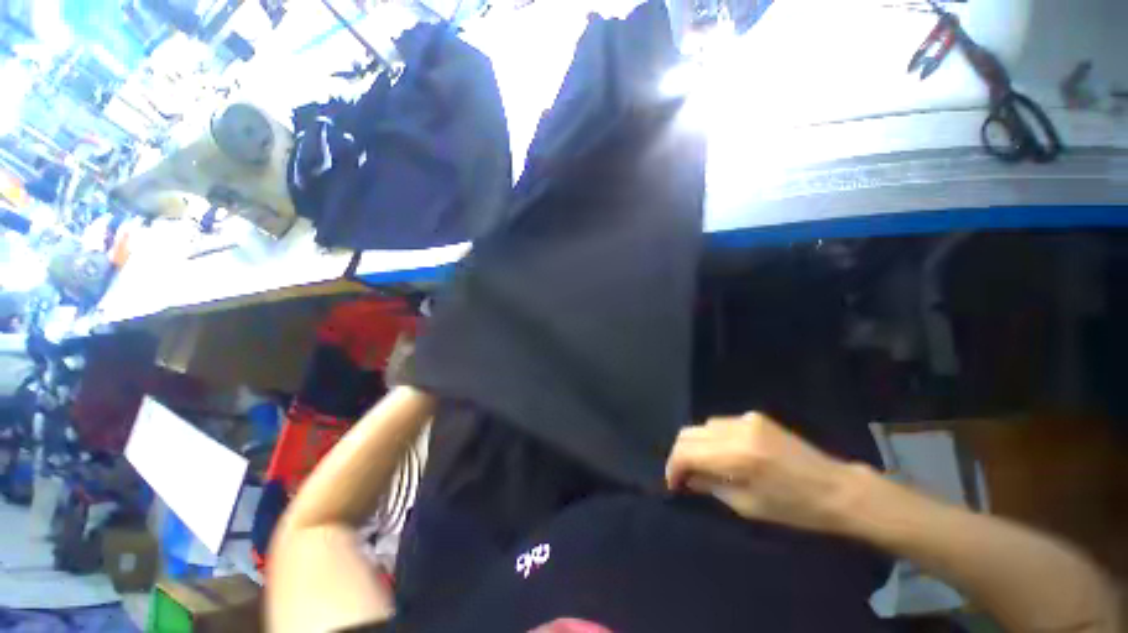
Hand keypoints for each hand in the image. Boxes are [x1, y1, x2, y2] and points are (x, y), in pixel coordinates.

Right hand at [665, 413, 858, 533]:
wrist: (836, 488)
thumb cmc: (795, 507)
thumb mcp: (748, 505)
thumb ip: (710, 485)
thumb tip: (686, 478)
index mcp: (737, 456)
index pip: (686, 452)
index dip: (673, 467)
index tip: (673, 484)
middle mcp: (736, 430)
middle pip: (689, 433)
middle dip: (680, 455)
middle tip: (683, 476)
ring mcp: (745, 419)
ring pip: (702, 426)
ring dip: (695, 445)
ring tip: (702, 466)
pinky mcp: (754, 417)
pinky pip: (720, 424)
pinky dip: (712, 438)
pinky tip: (722, 454)